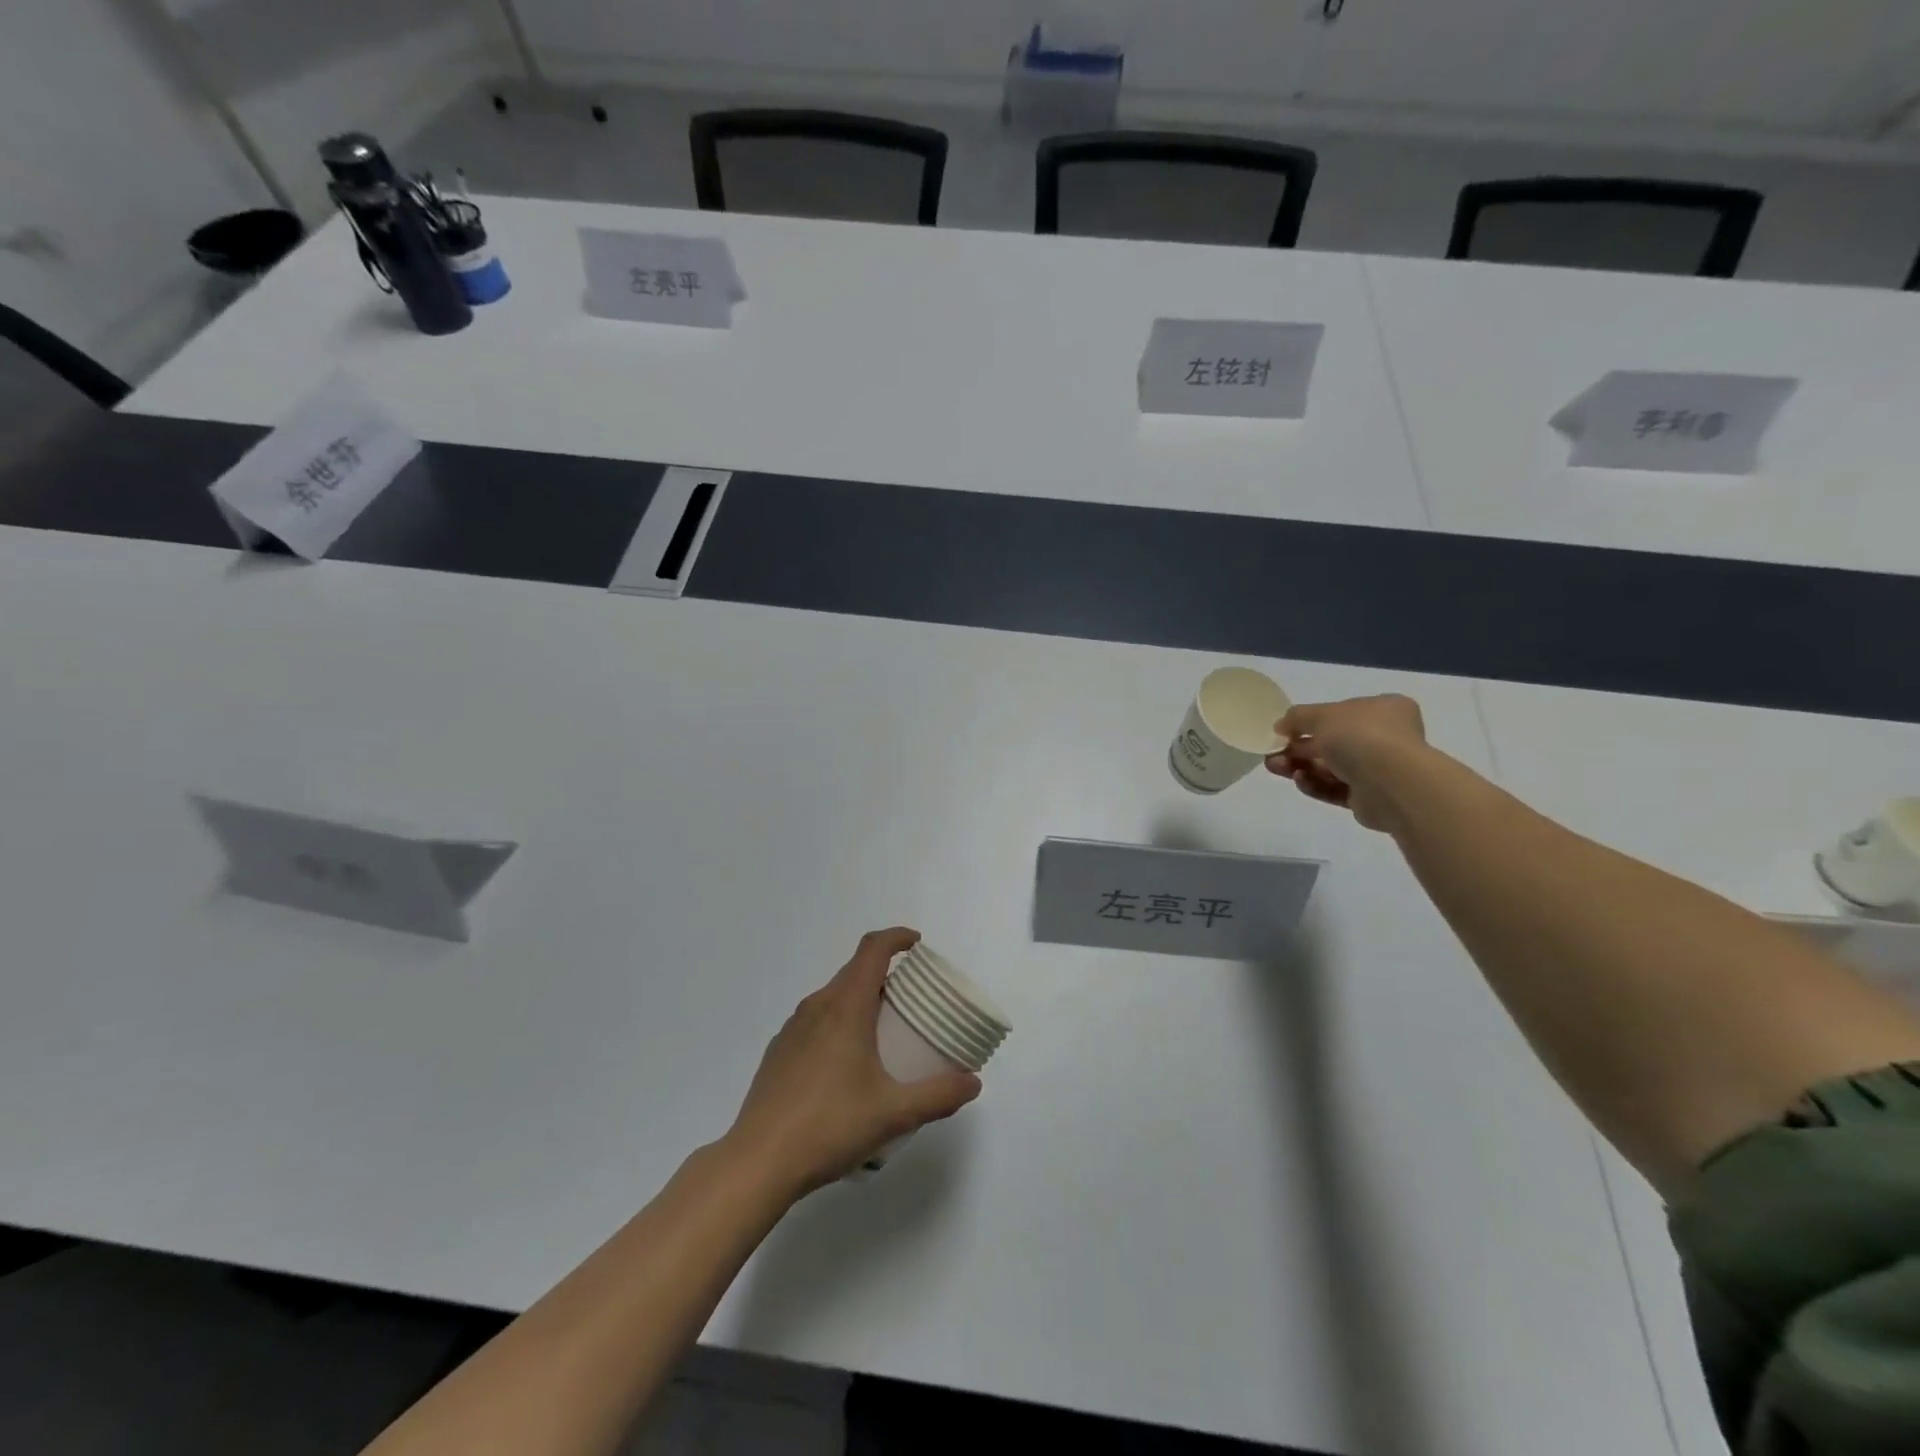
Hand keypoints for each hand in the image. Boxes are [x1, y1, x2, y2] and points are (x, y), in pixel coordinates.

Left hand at [722, 928, 981, 1197]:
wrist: (758, 1162)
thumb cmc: (830, 1126)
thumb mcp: (894, 1113)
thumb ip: (939, 1095)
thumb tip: (973, 1082)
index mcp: (845, 1007)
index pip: (872, 950)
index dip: (896, 938)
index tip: (917, 944)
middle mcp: (817, 1007)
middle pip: (854, 971)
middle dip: (884, 973)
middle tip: (911, 998)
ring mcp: (792, 1029)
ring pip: (833, 996)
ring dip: (860, 999)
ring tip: (882, 1032)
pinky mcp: (778, 1052)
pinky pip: (815, 1021)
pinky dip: (838, 1023)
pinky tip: (846, 1065)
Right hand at [1265, 694, 1428, 831]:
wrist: (1390, 783)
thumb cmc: (1360, 736)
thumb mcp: (1321, 715)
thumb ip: (1297, 717)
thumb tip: (1281, 727)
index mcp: (1383, 710)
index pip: (1342, 713)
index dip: (1310, 721)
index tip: (1283, 730)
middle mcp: (1386, 738)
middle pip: (1332, 742)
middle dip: (1298, 748)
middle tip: (1272, 754)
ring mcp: (1379, 770)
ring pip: (1330, 767)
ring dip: (1300, 766)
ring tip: (1275, 767)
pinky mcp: (1369, 798)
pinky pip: (1336, 789)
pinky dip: (1315, 784)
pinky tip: (1299, 780)